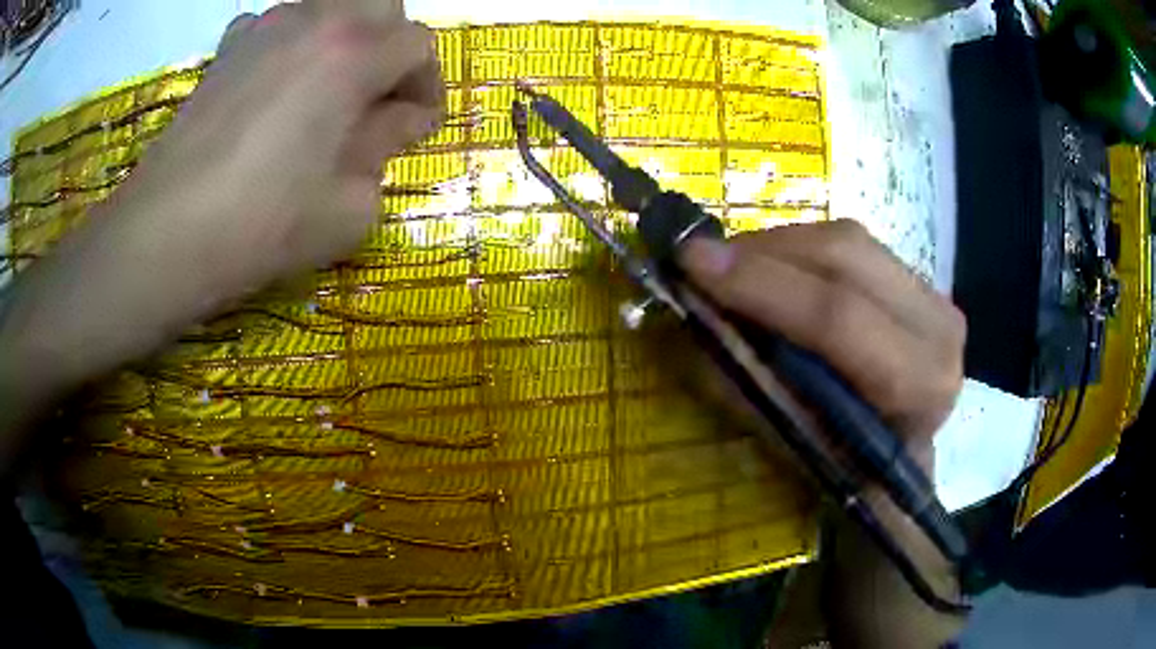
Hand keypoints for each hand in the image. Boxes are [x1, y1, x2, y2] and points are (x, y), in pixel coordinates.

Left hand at [118, 0, 443, 301]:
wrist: (166, 233)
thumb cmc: (263, 224)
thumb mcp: (349, 206)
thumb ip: (387, 149)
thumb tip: (401, 120)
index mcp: (354, 52)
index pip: (418, 45)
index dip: (427, 84)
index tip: (416, 125)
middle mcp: (314, 20)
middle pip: (378, 5)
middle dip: (390, 45)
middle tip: (377, 95)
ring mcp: (264, 28)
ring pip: (327, 8)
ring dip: (340, 39)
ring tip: (324, 91)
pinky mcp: (226, 49)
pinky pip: (273, 25)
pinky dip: (287, 45)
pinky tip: (274, 85)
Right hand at [677, 220, 965, 468]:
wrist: (905, 455)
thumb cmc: (854, 472)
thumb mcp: (801, 448)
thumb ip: (755, 387)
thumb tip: (698, 325)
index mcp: (920, 384)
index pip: (839, 317)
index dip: (761, 286)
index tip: (691, 264)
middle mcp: (938, 327)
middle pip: (845, 257)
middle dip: (761, 252)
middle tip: (699, 259)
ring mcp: (932, 294)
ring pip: (846, 240)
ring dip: (776, 246)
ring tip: (728, 266)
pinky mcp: (916, 279)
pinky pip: (850, 245)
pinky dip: (798, 250)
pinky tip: (768, 267)